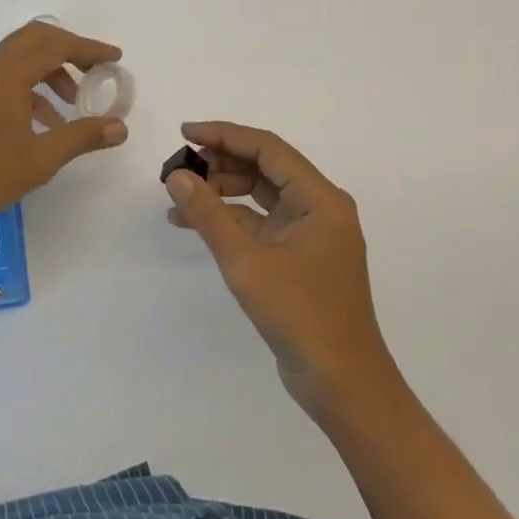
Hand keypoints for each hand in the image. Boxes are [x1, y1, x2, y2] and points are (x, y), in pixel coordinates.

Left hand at [0, 20, 128, 238]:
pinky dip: (33, 87)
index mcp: (9, 72)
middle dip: (70, 49)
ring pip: (21, 57)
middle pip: (37, 38)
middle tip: (95, 69)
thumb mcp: (43, 157)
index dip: (89, 49)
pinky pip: (8, 76)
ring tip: (73, 102)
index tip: (115, 58)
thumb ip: (83, 136)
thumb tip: (120, 127)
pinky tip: (47, 122)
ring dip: (51, 70)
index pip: (57, 45)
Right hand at [166, 121, 396, 417]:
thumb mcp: (246, 262)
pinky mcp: (299, 255)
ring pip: (261, 194)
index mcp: (320, 198)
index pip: (268, 148)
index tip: (185, 133)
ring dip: (222, 190)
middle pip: (265, 167)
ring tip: (180, 195)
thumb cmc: (300, 315)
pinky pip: (261, 222)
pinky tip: (194, 222)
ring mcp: (310, 232)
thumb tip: (176, 175)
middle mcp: (319, 206)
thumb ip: (208, 214)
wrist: (342, 385)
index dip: (225, 134)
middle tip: (179, 167)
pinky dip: (230, 219)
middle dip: (221, 162)